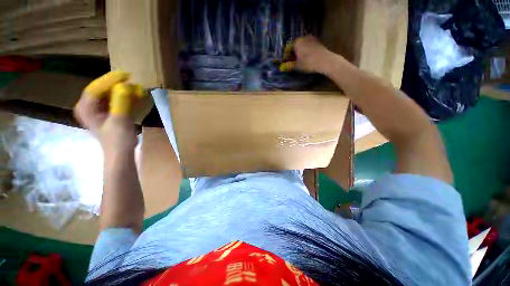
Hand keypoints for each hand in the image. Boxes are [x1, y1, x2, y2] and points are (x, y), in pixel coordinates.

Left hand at [74, 71, 141, 155]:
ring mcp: (98, 109)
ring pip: (110, 94)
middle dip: (118, 84)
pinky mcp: (108, 112)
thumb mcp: (120, 121)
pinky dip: (126, 97)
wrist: (121, 153)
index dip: (110, 80)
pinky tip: (136, 95)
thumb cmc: (118, 140)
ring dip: (123, 90)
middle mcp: (89, 106)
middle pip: (102, 89)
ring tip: (136, 87)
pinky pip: (116, 100)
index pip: (96, 88)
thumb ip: (121, 102)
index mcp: (86, 108)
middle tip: (132, 81)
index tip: (126, 75)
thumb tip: (126, 86)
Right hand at [281, 36, 333, 73]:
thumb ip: (289, 65)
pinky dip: (306, 51)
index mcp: (297, 42)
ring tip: (299, 60)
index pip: (288, 47)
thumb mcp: (297, 66)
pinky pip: (309, 46)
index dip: (285, 55)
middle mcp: (304, 38)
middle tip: (292, 61)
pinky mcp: (318, 42)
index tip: (285, 62)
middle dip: (293, 53)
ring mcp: (312, 39)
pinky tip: (307, 58)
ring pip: (302, 45)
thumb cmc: (308, 63)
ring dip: (300, 52)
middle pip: (295, 45)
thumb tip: (282, 67)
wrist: (324, 61)